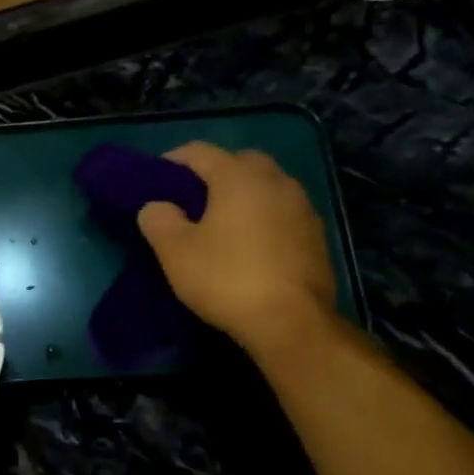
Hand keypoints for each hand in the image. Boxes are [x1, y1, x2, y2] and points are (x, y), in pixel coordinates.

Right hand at [137, 142, 337, 359]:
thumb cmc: (227, 279)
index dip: (174, 160)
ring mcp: (302, 207)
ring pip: (267, 185)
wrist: (292, 323)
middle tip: (192, 198)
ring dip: (244, 194)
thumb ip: (159, 220)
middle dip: (215, 172)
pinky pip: (283, 211)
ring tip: (222, 221)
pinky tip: (251, 243)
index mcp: (238, 177)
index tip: (156, 178)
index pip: (200, 151)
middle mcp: (275, 181)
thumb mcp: (176, 252)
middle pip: (240, 161)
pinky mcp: (317, 235)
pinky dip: (264, 216)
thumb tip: (157, 206)